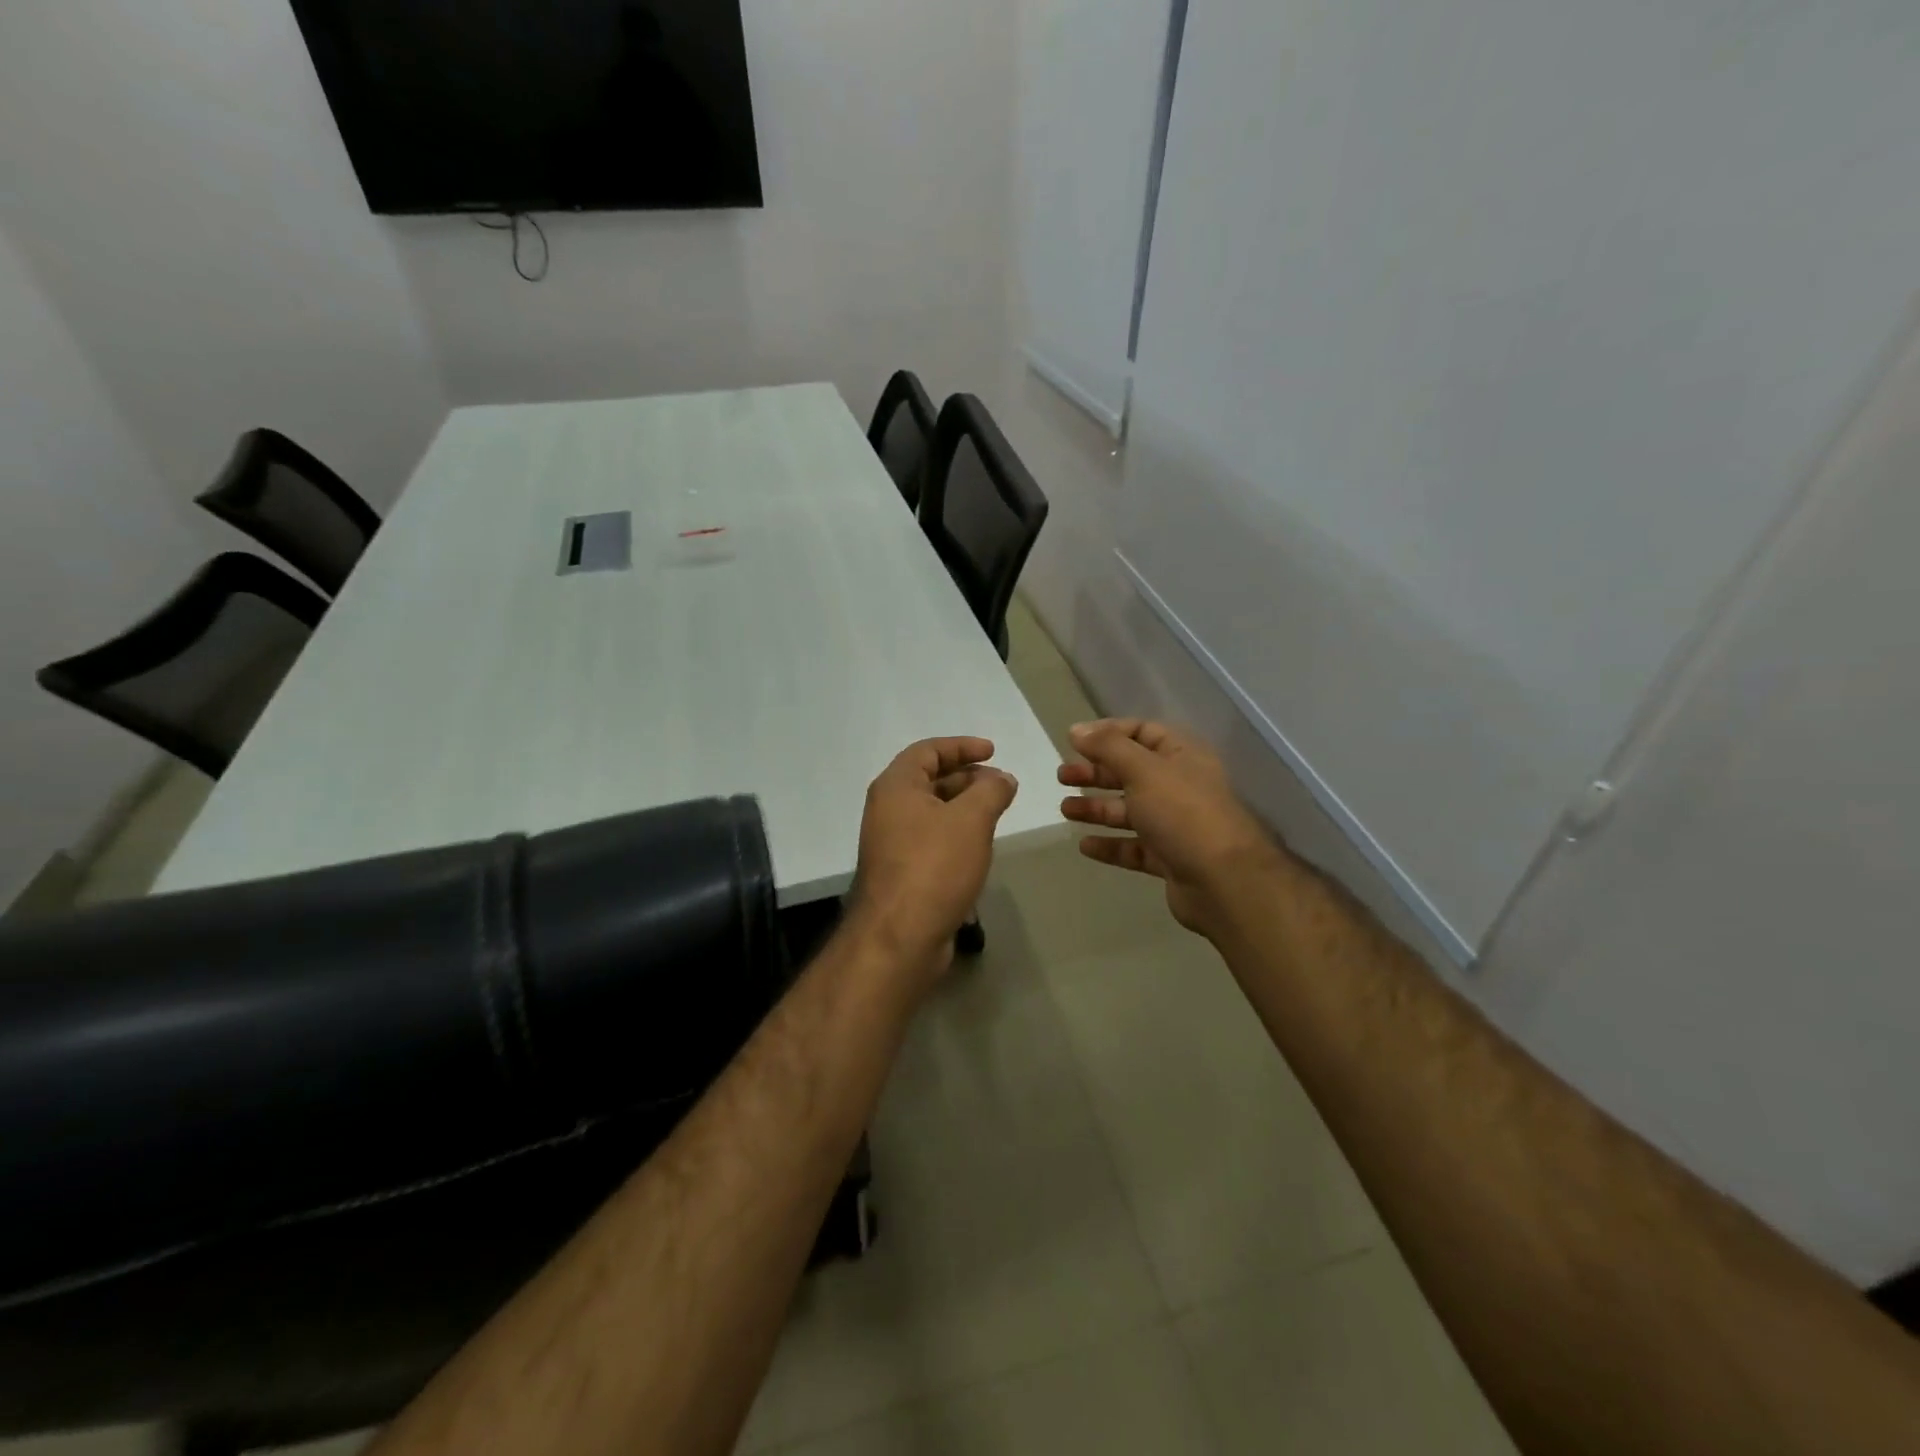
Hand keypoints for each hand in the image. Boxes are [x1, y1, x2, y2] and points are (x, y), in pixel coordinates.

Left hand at [849, 737, 1018, 989]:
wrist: (900, 937)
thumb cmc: (934, 866)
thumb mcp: (971, 820)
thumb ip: (991, 791)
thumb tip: (1003, 778)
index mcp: (896, 787)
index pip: (928, 751)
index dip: (962, 746)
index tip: (993, 752)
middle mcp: (888, 809)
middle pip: (929, 779)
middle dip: (967, 777)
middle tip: (1001, 784)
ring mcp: (892, 842)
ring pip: (932, 811)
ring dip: (964, 806)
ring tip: (997, 813)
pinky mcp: (902, 871)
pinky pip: (931, 839)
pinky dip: (956, 833)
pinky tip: (980, 846)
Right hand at [1058, 719, 1282, 935]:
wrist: (1224, 880)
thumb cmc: (1182, 813)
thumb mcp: (1143, 769)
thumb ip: (1108, 747)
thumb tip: (1076, 730)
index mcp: (1181, 756)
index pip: (1142, 732)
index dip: (1108, 733)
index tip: (1074, 741)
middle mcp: (1179, 786)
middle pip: (1131, 772)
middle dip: (1096, 773)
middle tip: (1062, 776)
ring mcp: (1176, 824)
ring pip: (1129, 811)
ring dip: (1097, 808)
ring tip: (1065, 811)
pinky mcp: (1170, 858)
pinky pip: (1134, 847)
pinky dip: (1110, 845)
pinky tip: (1085, 846)